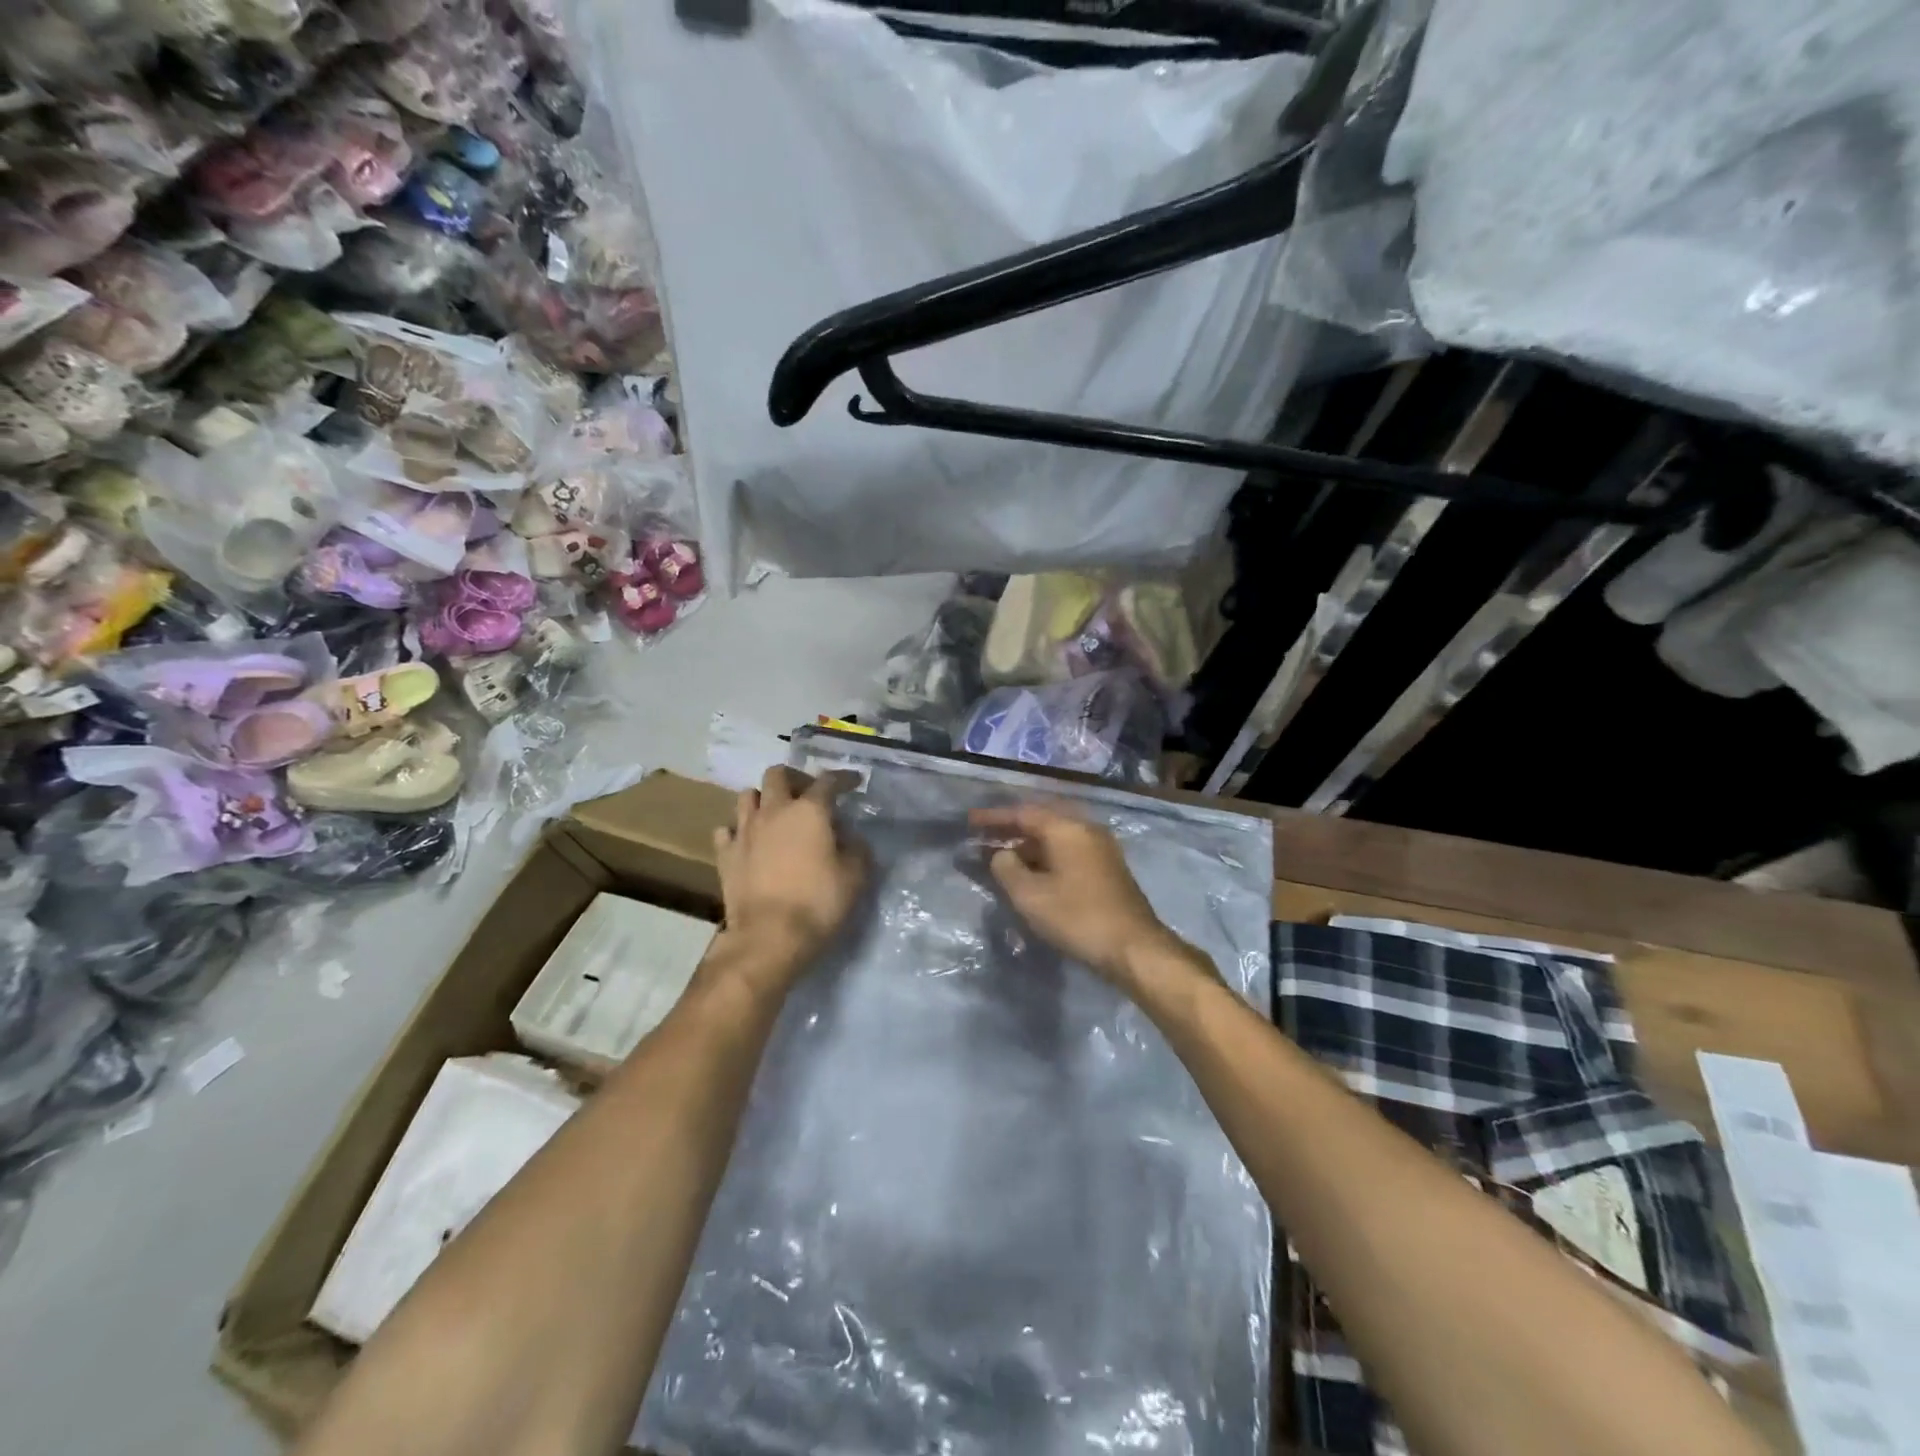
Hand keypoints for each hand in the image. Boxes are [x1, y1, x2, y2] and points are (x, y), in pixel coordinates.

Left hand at [713, 767, 868, 989]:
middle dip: (794, 778)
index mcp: (809, 811)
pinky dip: (738, 831)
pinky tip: (748, 842)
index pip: (828, 781)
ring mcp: (744, 831)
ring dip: (762, 799)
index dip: (843, 778)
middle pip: (777, 774)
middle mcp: (773, 811)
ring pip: (746, 796)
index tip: (854, 781)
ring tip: (775, 814)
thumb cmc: (818, 903)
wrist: (768, 937)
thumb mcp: (855, 877)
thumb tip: (850, 838)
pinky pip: (726, 830)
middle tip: (807, 794)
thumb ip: (857, 849)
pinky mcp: (725, 855)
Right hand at [969, 802, 1197, 991]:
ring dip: (1028, 846)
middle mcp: (1086, 829)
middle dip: (1010, 829)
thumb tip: (1001, 854)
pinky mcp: (1108, 869)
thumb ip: (1006, 868)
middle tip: (983, 838)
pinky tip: (1032, 874)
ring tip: (1002, 858)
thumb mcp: (1029, 895)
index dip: (993, 817)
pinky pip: (1068, 852)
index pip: (1022, 813)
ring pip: (1056, 838)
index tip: (969, 821)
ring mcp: (1101, 848)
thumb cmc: (1077, 917)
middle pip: (1041, 821)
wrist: (1134, 947)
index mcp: (1067, 828)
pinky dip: (1045, 857)